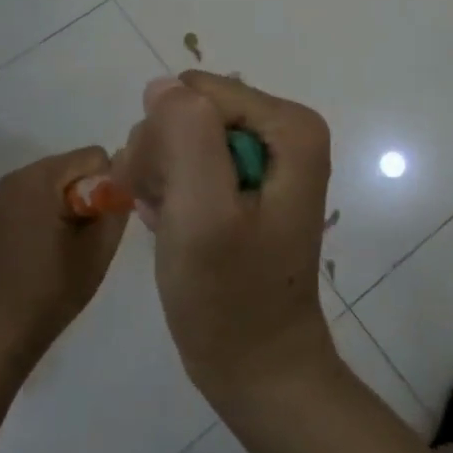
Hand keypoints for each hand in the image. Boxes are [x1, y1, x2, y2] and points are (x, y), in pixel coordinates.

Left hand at [0, 147, 127, 374]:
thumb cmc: (50, 291)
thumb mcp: (98, 250)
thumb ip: (116, 207)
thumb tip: (122, 183)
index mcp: (39, 179)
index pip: (94, 156)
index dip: (107, 186)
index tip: (101, 223)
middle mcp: (14, 178)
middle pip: (70, 168)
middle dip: (85, 195)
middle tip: (85, 238)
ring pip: (51, 185)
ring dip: (65, 207)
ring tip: (64, 248)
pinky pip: (30, 201)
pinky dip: (44, 216)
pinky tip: (40, 254)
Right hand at [123, 73, 337, 404]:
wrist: (258, 367)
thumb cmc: (230, 297)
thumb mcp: (202, 212)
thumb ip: (186, 135)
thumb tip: (163, 85)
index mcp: (290, 126)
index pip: (196, 94)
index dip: (168, 141)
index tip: (165, 196)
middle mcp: (284, 130)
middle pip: (192, 110)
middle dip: (164, 159)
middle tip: (169, 215)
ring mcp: (267, 156)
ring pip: (183, 135)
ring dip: (162, 179)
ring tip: (172, 227)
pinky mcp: (247, 182)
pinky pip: (190, 161)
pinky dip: (173, 195)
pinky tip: (175, 228)